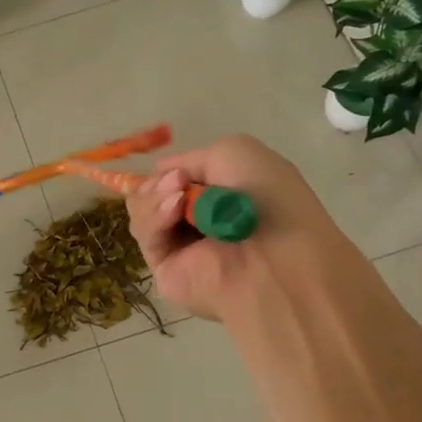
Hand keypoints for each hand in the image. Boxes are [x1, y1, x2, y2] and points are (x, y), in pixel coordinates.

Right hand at [125, 135, 341, 322]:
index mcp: (220, 195)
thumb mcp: (236, 152)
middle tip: (178, 181)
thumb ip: (192, 157)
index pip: (174, 178)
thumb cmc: (269, 200)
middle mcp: (198, 220)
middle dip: (158, 181)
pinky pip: (145, 235)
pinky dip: (154, 216)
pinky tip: (174, 209)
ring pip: (142, 210)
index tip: (178, 170)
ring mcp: (179, 246)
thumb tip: (163, 175)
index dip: (169, 170)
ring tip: (178, 195)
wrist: (278, 258)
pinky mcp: (163, 269)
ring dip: (154, 195)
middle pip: (151, 192)